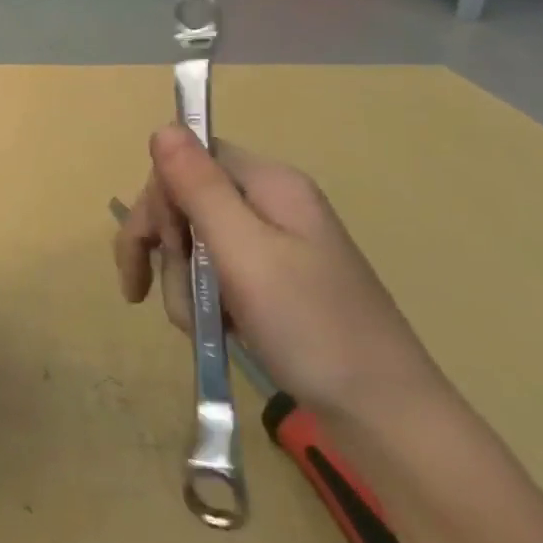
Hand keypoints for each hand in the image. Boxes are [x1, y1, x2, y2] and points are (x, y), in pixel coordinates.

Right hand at [114, 126, 443, 423]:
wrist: (384, 416)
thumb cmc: (312, 328)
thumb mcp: (245, 253)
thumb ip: (200, 187)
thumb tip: (164, 126)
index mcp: (270, 184)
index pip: (188, 159)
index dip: (161, 197)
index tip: (160, 245)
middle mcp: (269, 203)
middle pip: (185, 200)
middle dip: (166, 247)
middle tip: (159, 290)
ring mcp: (271, 245)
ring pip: (193, 242)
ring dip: (182, 283)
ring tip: (201, 325)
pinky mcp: (270, 281)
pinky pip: (213, 274)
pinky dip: (201, 301)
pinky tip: (213, 330)